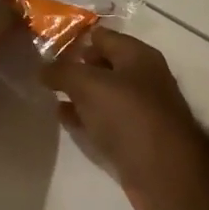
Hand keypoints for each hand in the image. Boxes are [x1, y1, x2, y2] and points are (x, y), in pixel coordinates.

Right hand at [42, 28, 208, 209]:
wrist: (165, 172)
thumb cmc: (130, 115)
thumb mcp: (90, 85)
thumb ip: (63, 72)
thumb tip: (42, 68)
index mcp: (138, 56)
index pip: (103, 36)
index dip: (76, 38)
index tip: (46, 43)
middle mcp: (142, 78)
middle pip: (103, 65)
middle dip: (75, 66)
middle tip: (43, 69)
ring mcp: (139, 110)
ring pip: (102, 94)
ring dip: (77, 93)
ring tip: (47, 92)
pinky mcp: (133, 138)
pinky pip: (103, 120)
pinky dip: (83, 116)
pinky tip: (62, 118)